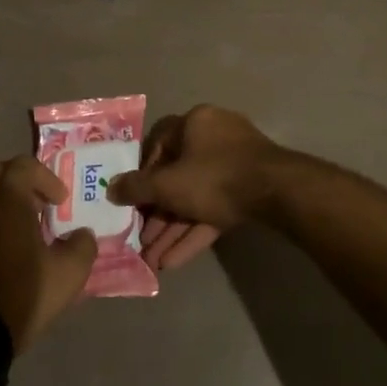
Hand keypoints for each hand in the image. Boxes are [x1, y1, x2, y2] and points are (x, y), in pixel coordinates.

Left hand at [0, 156, 95, 350]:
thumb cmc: (24, 293)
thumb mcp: (69, 273)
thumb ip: (83, 246)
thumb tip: (83, 234)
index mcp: (8, 199)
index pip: (24, 165)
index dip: (46, 178)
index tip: (60, 201)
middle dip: (17, 178)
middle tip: (36, 200)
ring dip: (1, 197)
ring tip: (21, 221)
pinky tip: (6, 242)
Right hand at [107, 105, 286, 272]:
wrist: (277, 193)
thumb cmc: (214, 177)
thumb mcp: (167, 184)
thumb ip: (136, 187)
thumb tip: (110, 188)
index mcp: (195, 123)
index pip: (159, 144)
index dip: (142, 173)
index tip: (132, 198)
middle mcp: (215, 137)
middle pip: (177, 176)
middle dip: (158, 213)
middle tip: (141, 240)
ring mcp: (235, 163)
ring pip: (196, 197)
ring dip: (174, 228)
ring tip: (153, 260)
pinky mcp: (249, 189)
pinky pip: (216, 208)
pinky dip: (196, 231)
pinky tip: (174, 262)